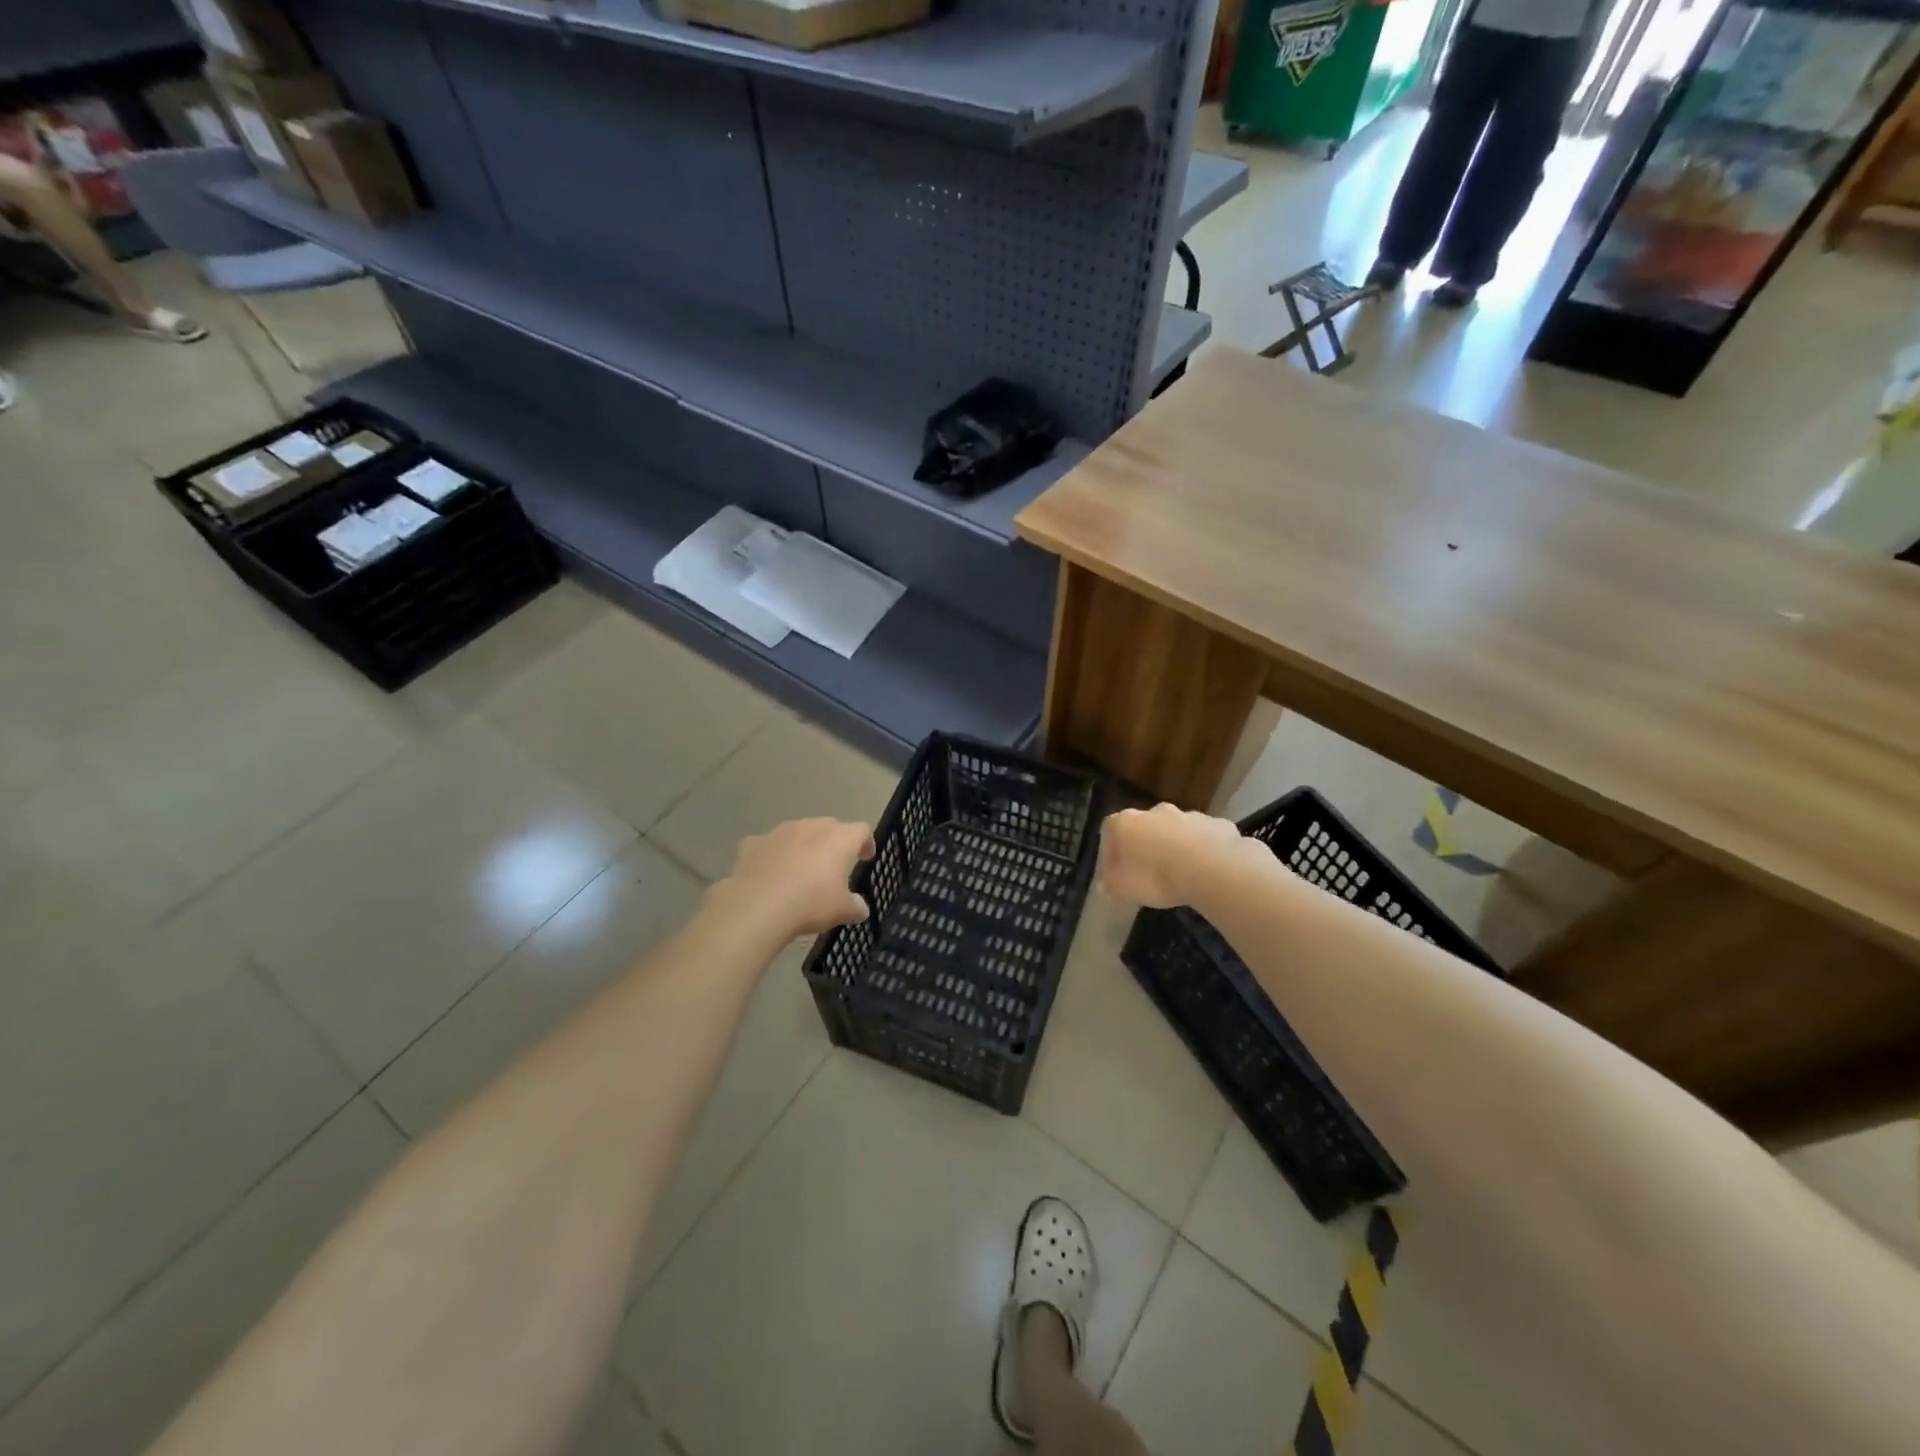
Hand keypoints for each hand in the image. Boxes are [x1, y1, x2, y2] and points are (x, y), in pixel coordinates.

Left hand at [718, 817, 875, 937]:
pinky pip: (769, 846)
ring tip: (800, 871)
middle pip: (829, 827)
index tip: (865, 858)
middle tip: (833, 865)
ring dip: (803, 847)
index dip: (865, 843)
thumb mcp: (842, 910)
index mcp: (839, 838)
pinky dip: (773, 856)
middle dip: (833, 843)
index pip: (861, 830)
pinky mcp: (753, 842)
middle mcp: (811, 826)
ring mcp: (780, 831)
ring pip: (798, 833)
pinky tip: (770, 875)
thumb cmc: (811, 903)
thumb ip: (855, 906)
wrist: (758, 906)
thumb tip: (860, 908)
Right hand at [1100, 804, 1245, 908]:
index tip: (1118, 871)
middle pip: (1146, 826)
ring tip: (1182, 874)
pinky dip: (1205, 850)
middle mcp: (1156, 812)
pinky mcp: (1218, 825)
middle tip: (1151, 871)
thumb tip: (1106, 884)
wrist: (1211, 869)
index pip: (1111, 830)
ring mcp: (1189, 815)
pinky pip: (1207, 838)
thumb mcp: (1122, 889)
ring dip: (1178, 846)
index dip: (1113, 851)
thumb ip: (1111, 884)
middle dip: (1148, 845)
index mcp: (1127, 823)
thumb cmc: (1156, 877)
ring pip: (1179, 830)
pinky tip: (1208, 871)